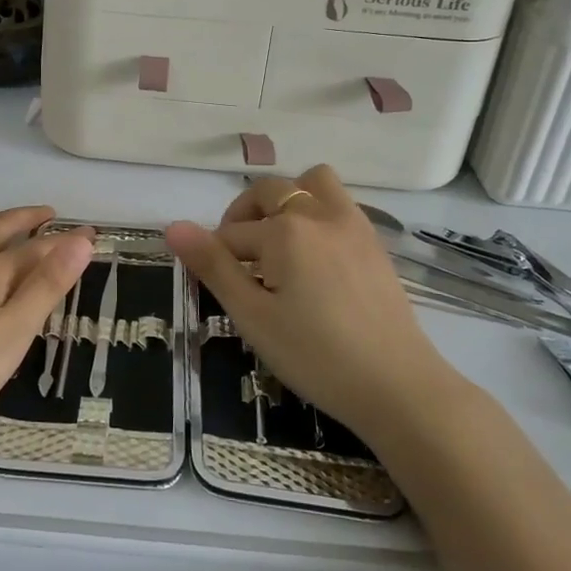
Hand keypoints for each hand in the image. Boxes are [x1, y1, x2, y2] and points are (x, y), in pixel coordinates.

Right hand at [165, 167, 461, 438]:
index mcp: (285, 230)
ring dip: (287, 199)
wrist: (398, 387)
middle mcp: (319, 213)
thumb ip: (213, 266)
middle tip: (240, 262)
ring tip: (279, 242)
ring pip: (312, 183)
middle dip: (244, 217)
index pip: (231, 234)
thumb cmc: (316, 356)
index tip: (218, 290)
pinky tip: (314, 258)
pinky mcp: (374, 242)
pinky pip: (338, 203)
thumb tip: (173, 227)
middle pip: (268, 192)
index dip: (216, 260)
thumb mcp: (253, 316)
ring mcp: (352, 224)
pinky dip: (317, 212)